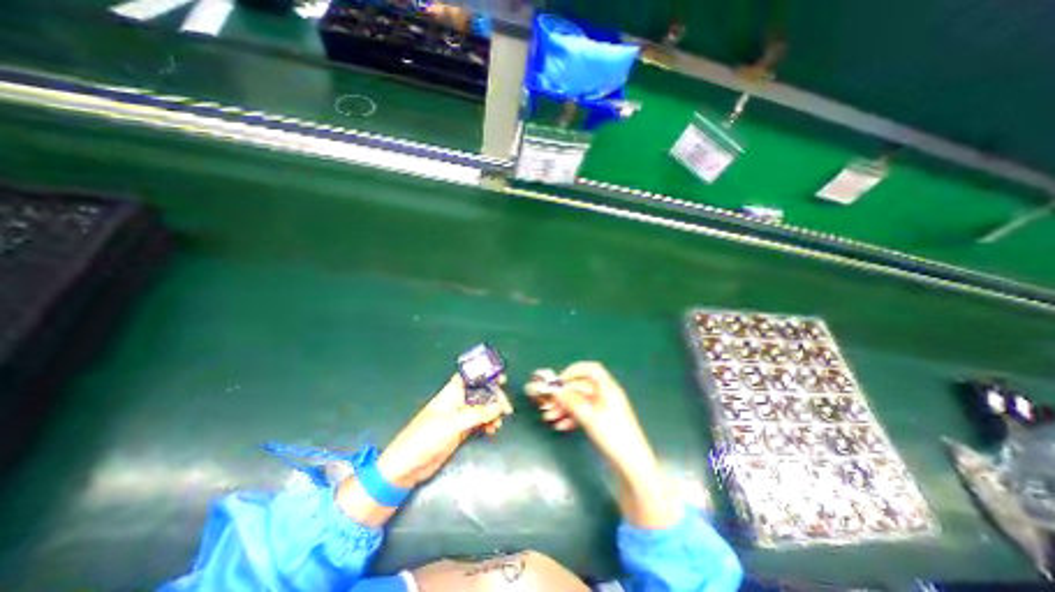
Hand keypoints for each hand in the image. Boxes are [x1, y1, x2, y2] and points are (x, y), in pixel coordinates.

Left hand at [377, 375, 512, 490]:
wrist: (406, 467)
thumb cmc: (425, 438)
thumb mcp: (453, 424)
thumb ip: (477, 414)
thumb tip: (498, 406)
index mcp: (451, 394)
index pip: (470, 377)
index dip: (484, 375)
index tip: (501, 379)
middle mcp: (456, 402)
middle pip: (480, 393)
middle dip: (494, 397)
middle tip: (506, 408)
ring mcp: (459, 417)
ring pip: (481, 408)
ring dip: (492, 413)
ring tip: (498, 423)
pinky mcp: (460, 431)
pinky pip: (479, 422)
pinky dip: (487, 424)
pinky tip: (492, 430)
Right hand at [526, 361, 655, 470]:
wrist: (631, 466)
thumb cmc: (613, 436)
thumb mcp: (590, 418)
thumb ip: (572, 401)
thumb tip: (556, 390)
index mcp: (608, 389)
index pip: (592, 370)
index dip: (575, 371)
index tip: (560, 381)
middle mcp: (605, 395)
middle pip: (581, 387)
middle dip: (564, 394)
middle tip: (548, 404)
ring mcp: (603, 409)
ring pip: (580, 401)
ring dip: (564, 407)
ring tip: (550, 417)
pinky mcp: (601, 422)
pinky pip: (583, 413)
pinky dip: (571, 418)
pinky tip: (561, 426)